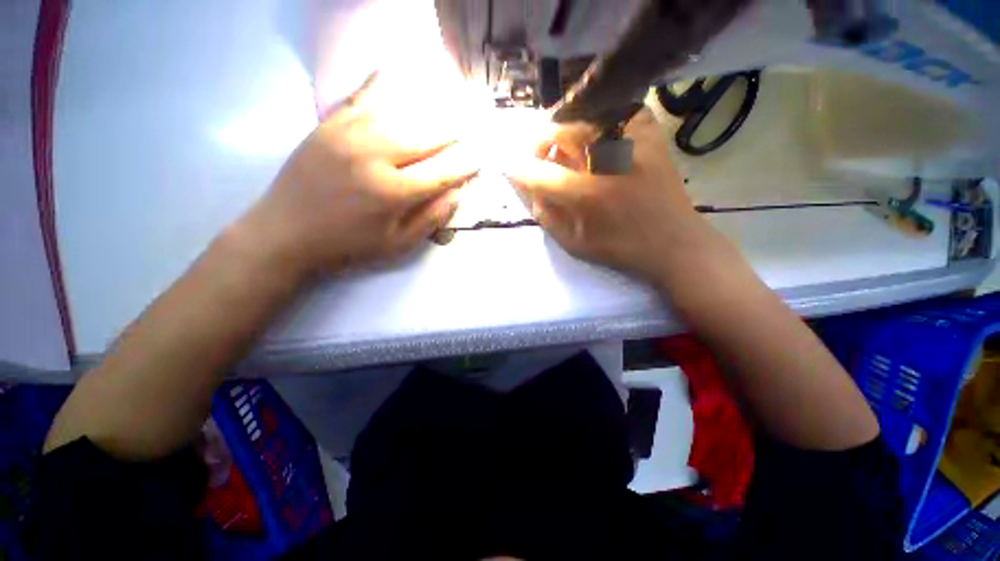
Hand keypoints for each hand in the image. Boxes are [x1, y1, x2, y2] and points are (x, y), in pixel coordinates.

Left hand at [240, 76, 478, 277]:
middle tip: (470, 129)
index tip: (481, 158)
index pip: (442, 173)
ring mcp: (349, 135)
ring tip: (447, 105)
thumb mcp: (397, 245)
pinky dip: (380, 83)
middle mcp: (375, 157)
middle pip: (425, 137)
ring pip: (399, 113)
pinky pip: (360, 97)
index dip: (465, 165)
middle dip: (453, 134)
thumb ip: (430, 219)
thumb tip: (457, 194)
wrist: (286, 232)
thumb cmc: (348, 245)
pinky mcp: (329, 125)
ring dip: (427, 109)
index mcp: (393, 193)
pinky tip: (394, 72)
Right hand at [504, 107, 712, 282]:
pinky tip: (597, 137)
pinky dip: (601, 119)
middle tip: (537, 152)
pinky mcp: (652, 134)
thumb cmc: (621, 249)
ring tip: (563, 146)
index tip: (505, 163)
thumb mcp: (575, 244)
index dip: (518, 167)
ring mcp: (633, 142)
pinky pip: (619, 111)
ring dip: (565, 128)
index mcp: (587, 195)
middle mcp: (608, 161)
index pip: (540, 173)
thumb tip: (531, 190)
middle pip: (561, 131)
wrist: (675, 243)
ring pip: (585, 116)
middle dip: (539, 139)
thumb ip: (547, 216)